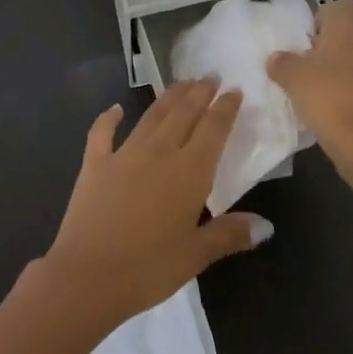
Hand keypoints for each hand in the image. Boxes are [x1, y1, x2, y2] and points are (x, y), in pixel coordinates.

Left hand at [42, 80, 271, 328]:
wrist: (86, 277)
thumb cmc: (148, 269)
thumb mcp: (196, 255)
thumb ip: (230, 234)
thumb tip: (266, 225)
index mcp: (189, 171)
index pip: (213, 128)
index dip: (226, 107)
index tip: (235, 90)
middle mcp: (160, 152)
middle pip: (184, 112)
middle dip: (200, 92)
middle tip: (210, 76)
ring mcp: (124, 154)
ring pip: (152, 115)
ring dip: (169, 96)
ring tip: (182, 83)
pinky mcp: (95, 164)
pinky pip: (102, 133)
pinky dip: (109, 118)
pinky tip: (115, 109)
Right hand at [268, 0, 352, 185]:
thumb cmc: (328, 97)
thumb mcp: (292, 77)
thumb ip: (282, 62)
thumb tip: (277, 58)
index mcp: (351, 22)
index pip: (337, 7)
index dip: (321, 22)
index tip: (307, 44)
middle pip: (351, 32)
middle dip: (333, 46)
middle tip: (311, 68)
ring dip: (347, 68)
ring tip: (325, 92)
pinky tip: (342, 110)